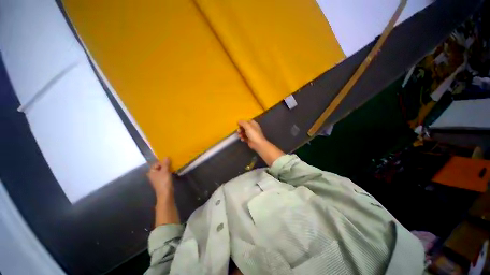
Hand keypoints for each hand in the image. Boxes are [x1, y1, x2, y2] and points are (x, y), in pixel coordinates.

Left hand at [147, 158, 172, 196]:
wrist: (166, 196)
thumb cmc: (164, 182)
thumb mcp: (165, 171)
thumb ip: (166, 163)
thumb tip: (167, 156)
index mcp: (151, 171)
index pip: (157, 163)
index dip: (163, 162)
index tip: (169, 162)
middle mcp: (153, 175)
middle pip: (159, 168)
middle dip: (165, 166)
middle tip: (172, 165)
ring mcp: (157, 180)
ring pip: (162, 172)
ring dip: (167, 171)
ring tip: (173, 169)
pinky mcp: (162, 184)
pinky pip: (165, 177)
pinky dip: (168, 175)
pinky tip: (172, 175)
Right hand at [238, 120, 284, 165]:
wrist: (258, 144)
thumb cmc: (253, 134)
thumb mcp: (248, 126)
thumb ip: (242, 123)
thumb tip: (238, 121)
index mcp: (253, 124)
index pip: (246, 121)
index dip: (242, 122)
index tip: (238, 124)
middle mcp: (252, 128)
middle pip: (244, 127)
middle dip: (240, 129)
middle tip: (238, 131)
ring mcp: (251, 134)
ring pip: (243, 132)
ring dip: (240, 134)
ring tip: (240, 136)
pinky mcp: (249, 139)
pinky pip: (244, 137)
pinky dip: (242, 138)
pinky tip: (242, 139)